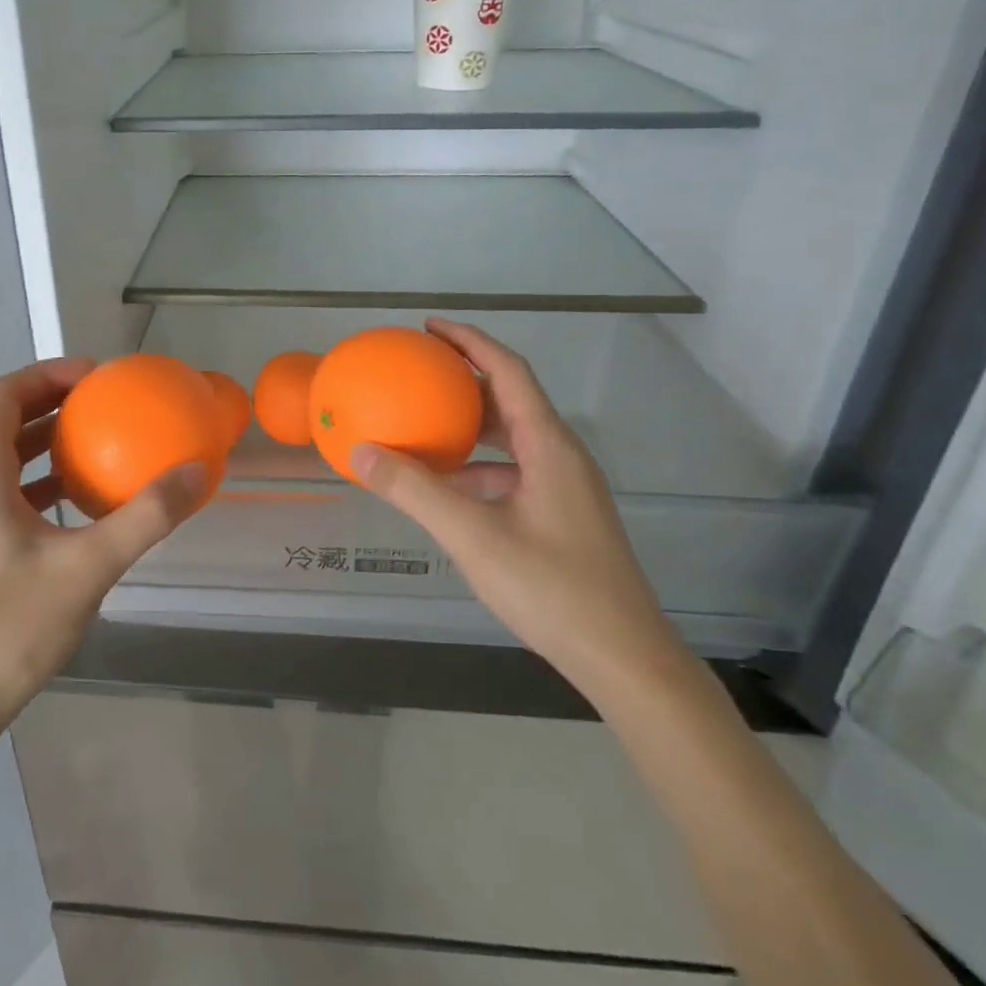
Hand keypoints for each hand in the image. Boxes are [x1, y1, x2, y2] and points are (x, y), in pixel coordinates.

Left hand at [0, 357, 207, 738]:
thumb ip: (145, 517)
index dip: (47, 374)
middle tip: (104, 401)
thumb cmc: (12, 627)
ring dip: (46, 442)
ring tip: (98, 441)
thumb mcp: (89, 568)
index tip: (95, 375)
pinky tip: (80, 502)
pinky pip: (6, 492)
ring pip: (4, 459)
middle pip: (3, 423)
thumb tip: (196, 472)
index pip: (3, 397)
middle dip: (52, 403)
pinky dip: (41, 481)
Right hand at [351, 320, 681, 681]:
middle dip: (466, 380)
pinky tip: (449, 489)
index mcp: (549, 446)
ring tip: (425, 426)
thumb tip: (361, 452)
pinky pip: (515, 472)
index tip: (430, 328)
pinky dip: (479, 468)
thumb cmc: (553, 589)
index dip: (470, 341)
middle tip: (419, 374)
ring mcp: (566, 488)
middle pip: (511, 400)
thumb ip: (415, 491)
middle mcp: (562, 457)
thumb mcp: (473, 536)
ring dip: (471, 428)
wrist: (624, 658)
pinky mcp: (563, 515)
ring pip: (513, 439)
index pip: (508, 372)